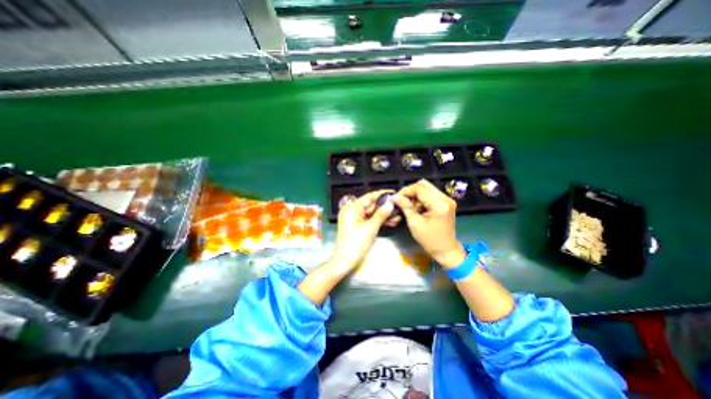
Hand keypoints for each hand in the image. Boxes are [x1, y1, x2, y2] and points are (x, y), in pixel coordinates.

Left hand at [329, 189, 397, 271]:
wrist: (344, 261)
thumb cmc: (356, 243)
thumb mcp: (371, 228)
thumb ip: (381, 214)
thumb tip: (391, 203)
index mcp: (352, 208)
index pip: (369, 197)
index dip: (382, 195)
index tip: (394, 193)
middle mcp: (353, 211)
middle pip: (371, 205)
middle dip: (385, 207)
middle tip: (399, 207)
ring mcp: (355, 219)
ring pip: (372, 214)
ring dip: (384, 215)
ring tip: (398, 217)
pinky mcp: (358, 226)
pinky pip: (370, 220)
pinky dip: (379, 221)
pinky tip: (391, 222)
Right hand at [394, 179, 467, 267]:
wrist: (446, 250)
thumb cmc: (430, 240)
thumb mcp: (414, 223)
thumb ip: (405, 207)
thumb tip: (395, 197)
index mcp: (439, 204)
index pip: (419, 188)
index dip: (405, 191)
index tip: (396, 198)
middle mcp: (445, 198)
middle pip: (424, 184)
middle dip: (410, 191)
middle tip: (402, 201)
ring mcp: (447, 199)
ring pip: (426, 188)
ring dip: (416, 196)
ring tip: (411, 208)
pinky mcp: (445, 202)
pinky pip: (430, 194)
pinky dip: (421, 199)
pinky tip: (418, 209)